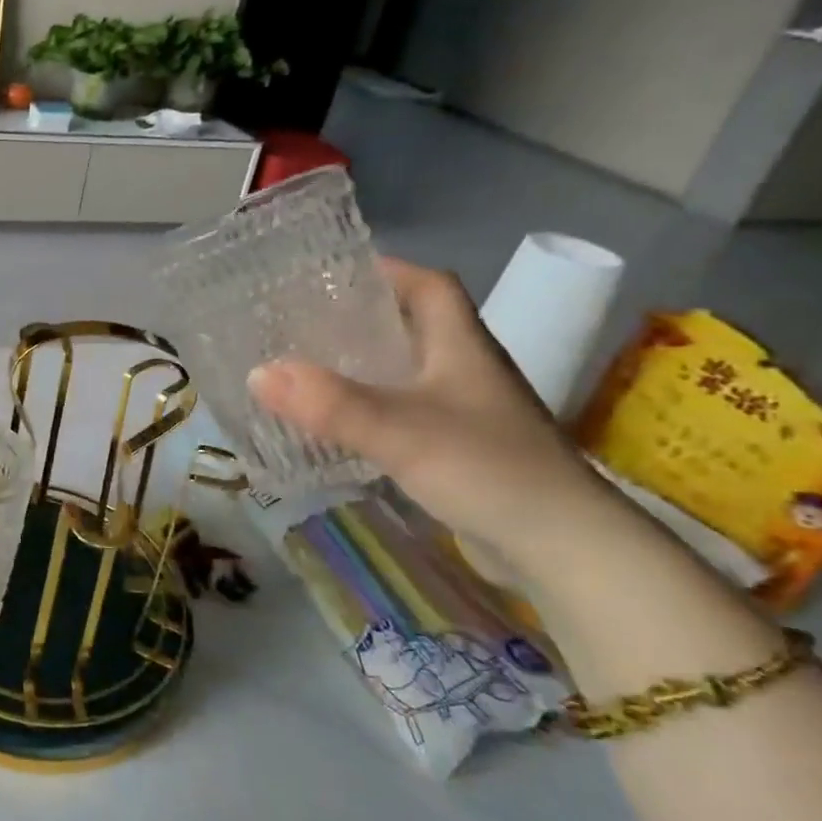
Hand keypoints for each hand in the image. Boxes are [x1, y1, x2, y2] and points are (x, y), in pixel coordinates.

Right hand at [246, 257, 614, 570]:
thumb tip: (258, 372)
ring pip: (407, 372)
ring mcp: (466, 413)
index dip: (386, 270)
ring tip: (306, 366)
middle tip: (301, 321)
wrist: (563, 550)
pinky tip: (338, 423)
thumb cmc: (488, 469)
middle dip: (361, 318)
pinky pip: (405, 413)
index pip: (429, 285)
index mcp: (461, 346)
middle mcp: (466, 370)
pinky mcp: (460, 451)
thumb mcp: (399, 430)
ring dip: (363, 365)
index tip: (331, 272)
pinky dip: (370, 409)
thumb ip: (329, 403)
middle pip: (412, 326)